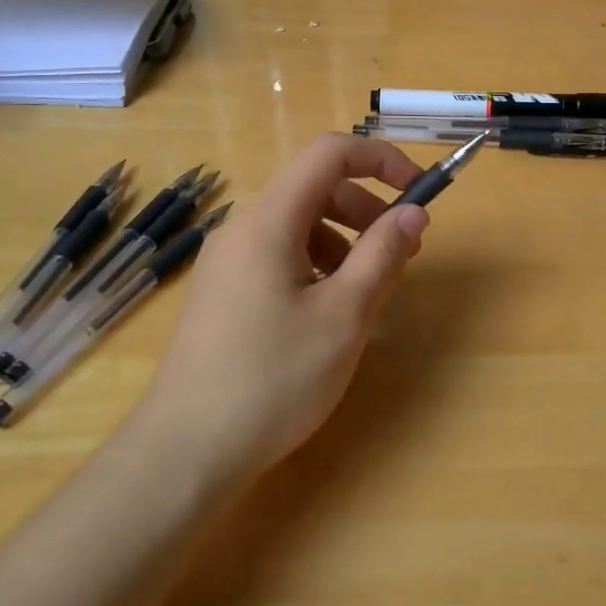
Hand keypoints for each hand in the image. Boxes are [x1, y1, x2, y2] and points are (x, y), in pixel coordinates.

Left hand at [135, 134, 429, 488]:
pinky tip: (327, 312)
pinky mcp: (223, 291)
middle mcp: (242, 228)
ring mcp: (227, 260)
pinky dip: (316, 265)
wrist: (186, 452)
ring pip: (299, 225)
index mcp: (269, 220)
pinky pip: (279, 255)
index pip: (330, 153)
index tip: (420, 192)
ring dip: (344, 241)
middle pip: (315, 189)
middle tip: (403, 252)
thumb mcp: (343, 316)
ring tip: (367, 290)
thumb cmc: (272, 379)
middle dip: (367, 208)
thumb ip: (382, 255)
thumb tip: (413, 213)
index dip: (382, 160)